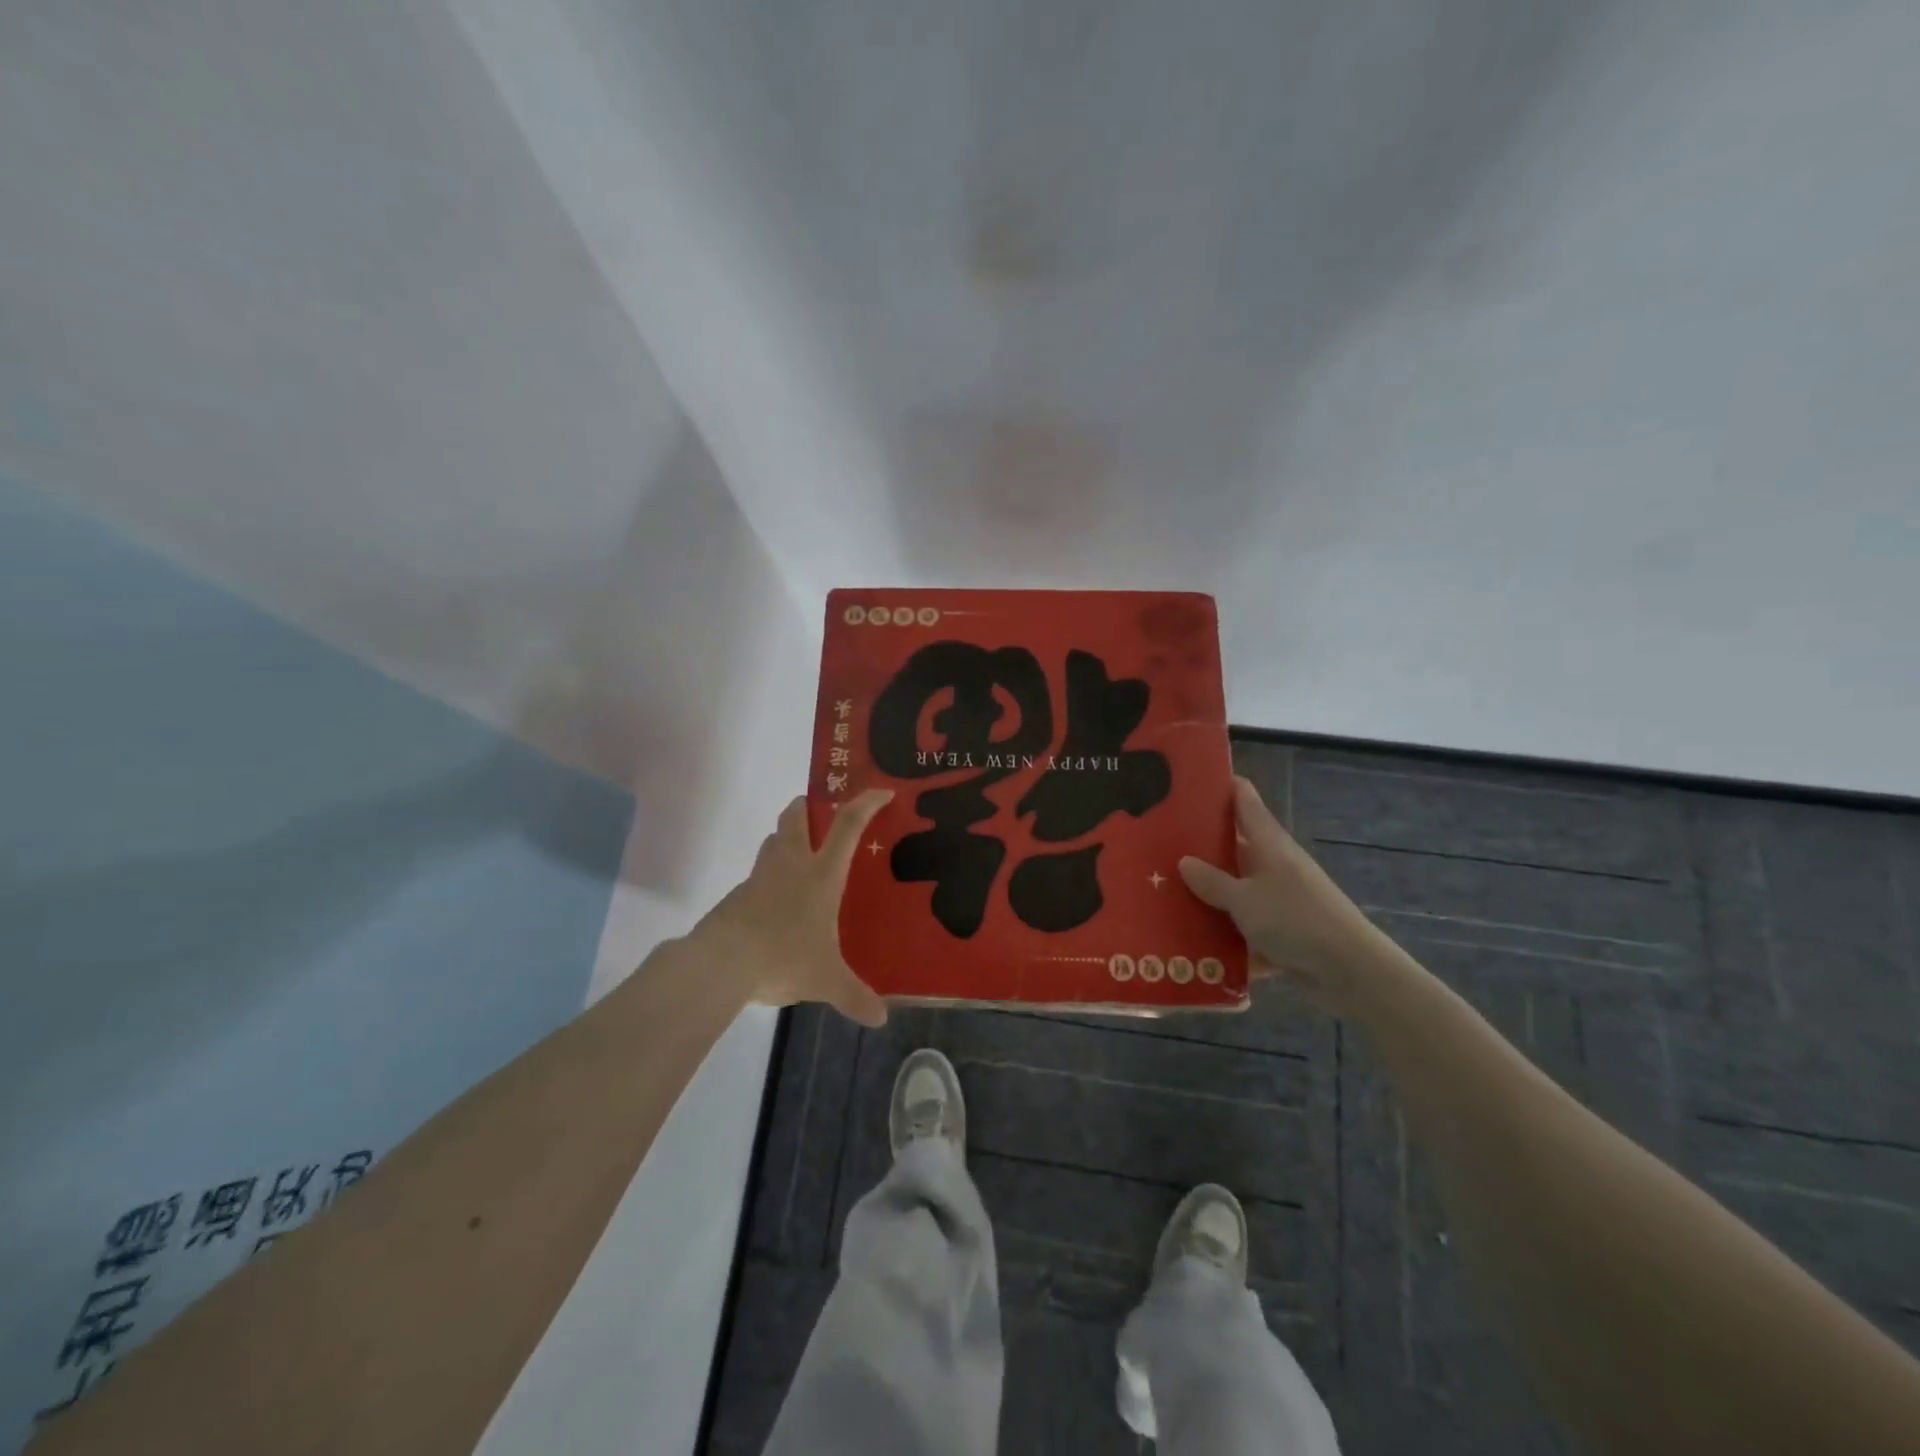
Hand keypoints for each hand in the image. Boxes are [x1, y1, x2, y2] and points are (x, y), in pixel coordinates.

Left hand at [688, 790, 893, 1026]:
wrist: (721, 962)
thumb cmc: (783, 956)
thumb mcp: (825, 980)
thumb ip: (853, 995)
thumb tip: (880, 1018)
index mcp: (820, 874)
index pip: (847, 826)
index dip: (865, 804)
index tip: (880, 792)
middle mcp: (791, 864)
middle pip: (796, 816)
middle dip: (809, 806)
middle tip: (822, 814)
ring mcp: (760, 877)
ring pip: (774, 841)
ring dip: (787, 838)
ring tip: (803, 858)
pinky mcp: (738, 895)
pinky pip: (759, 875)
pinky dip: (771, 877)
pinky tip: (778, 904)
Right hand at [1179, 776, 1392, 1014]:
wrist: (1350, 970)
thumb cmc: (1295, 920)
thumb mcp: (1244, 899)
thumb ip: (1212, 881)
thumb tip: (1184, 861)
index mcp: (1268, 843)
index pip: (1244, 799)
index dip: (1220, 786)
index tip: (1186, 781)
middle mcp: (1275, 864)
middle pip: (1234, 845)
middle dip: (1200, 846)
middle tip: (1156, 845)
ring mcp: (1281, 897)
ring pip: (1237, 888)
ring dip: (1210, 894)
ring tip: (1165, 893)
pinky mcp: (1284, 930)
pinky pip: (1247, 925)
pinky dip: (1227, 933)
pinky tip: (1195, 943)